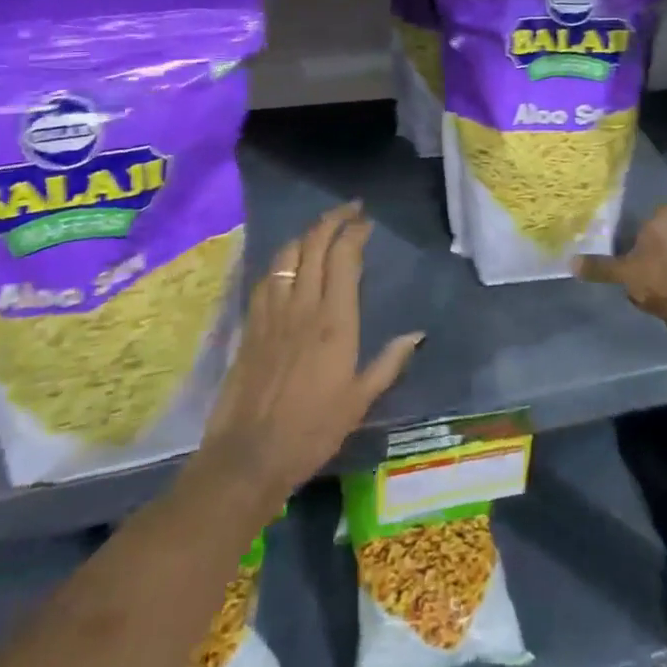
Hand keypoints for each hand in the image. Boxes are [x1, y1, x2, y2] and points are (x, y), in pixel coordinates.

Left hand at [198, 203, 422, 512]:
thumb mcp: (360, 400)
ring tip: (322, 230)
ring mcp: (273, 311)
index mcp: (335, 320)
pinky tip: (289, 264)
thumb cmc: (312, 430)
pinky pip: (267, 277)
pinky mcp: (251, 324)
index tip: (367, 222)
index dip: (355, 232)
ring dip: (307, 234)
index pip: (344, 257)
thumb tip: (417, 334)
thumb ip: (389, 363)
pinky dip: (282, 260)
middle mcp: (303, 305)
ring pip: (288, 254)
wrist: (249, 455)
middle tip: (350, 210)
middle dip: (333, 219)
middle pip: (314, 243)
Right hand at [576, 200, 666, 337]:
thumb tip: (570, 262)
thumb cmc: (659, 276)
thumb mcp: (623, 272)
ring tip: (641, 273)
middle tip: (634, 247)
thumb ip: (600, 267)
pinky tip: (653, 294)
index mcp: (666, 224)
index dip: (660, 211)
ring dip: (663, 262)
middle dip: (656, 240)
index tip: (645, 219)